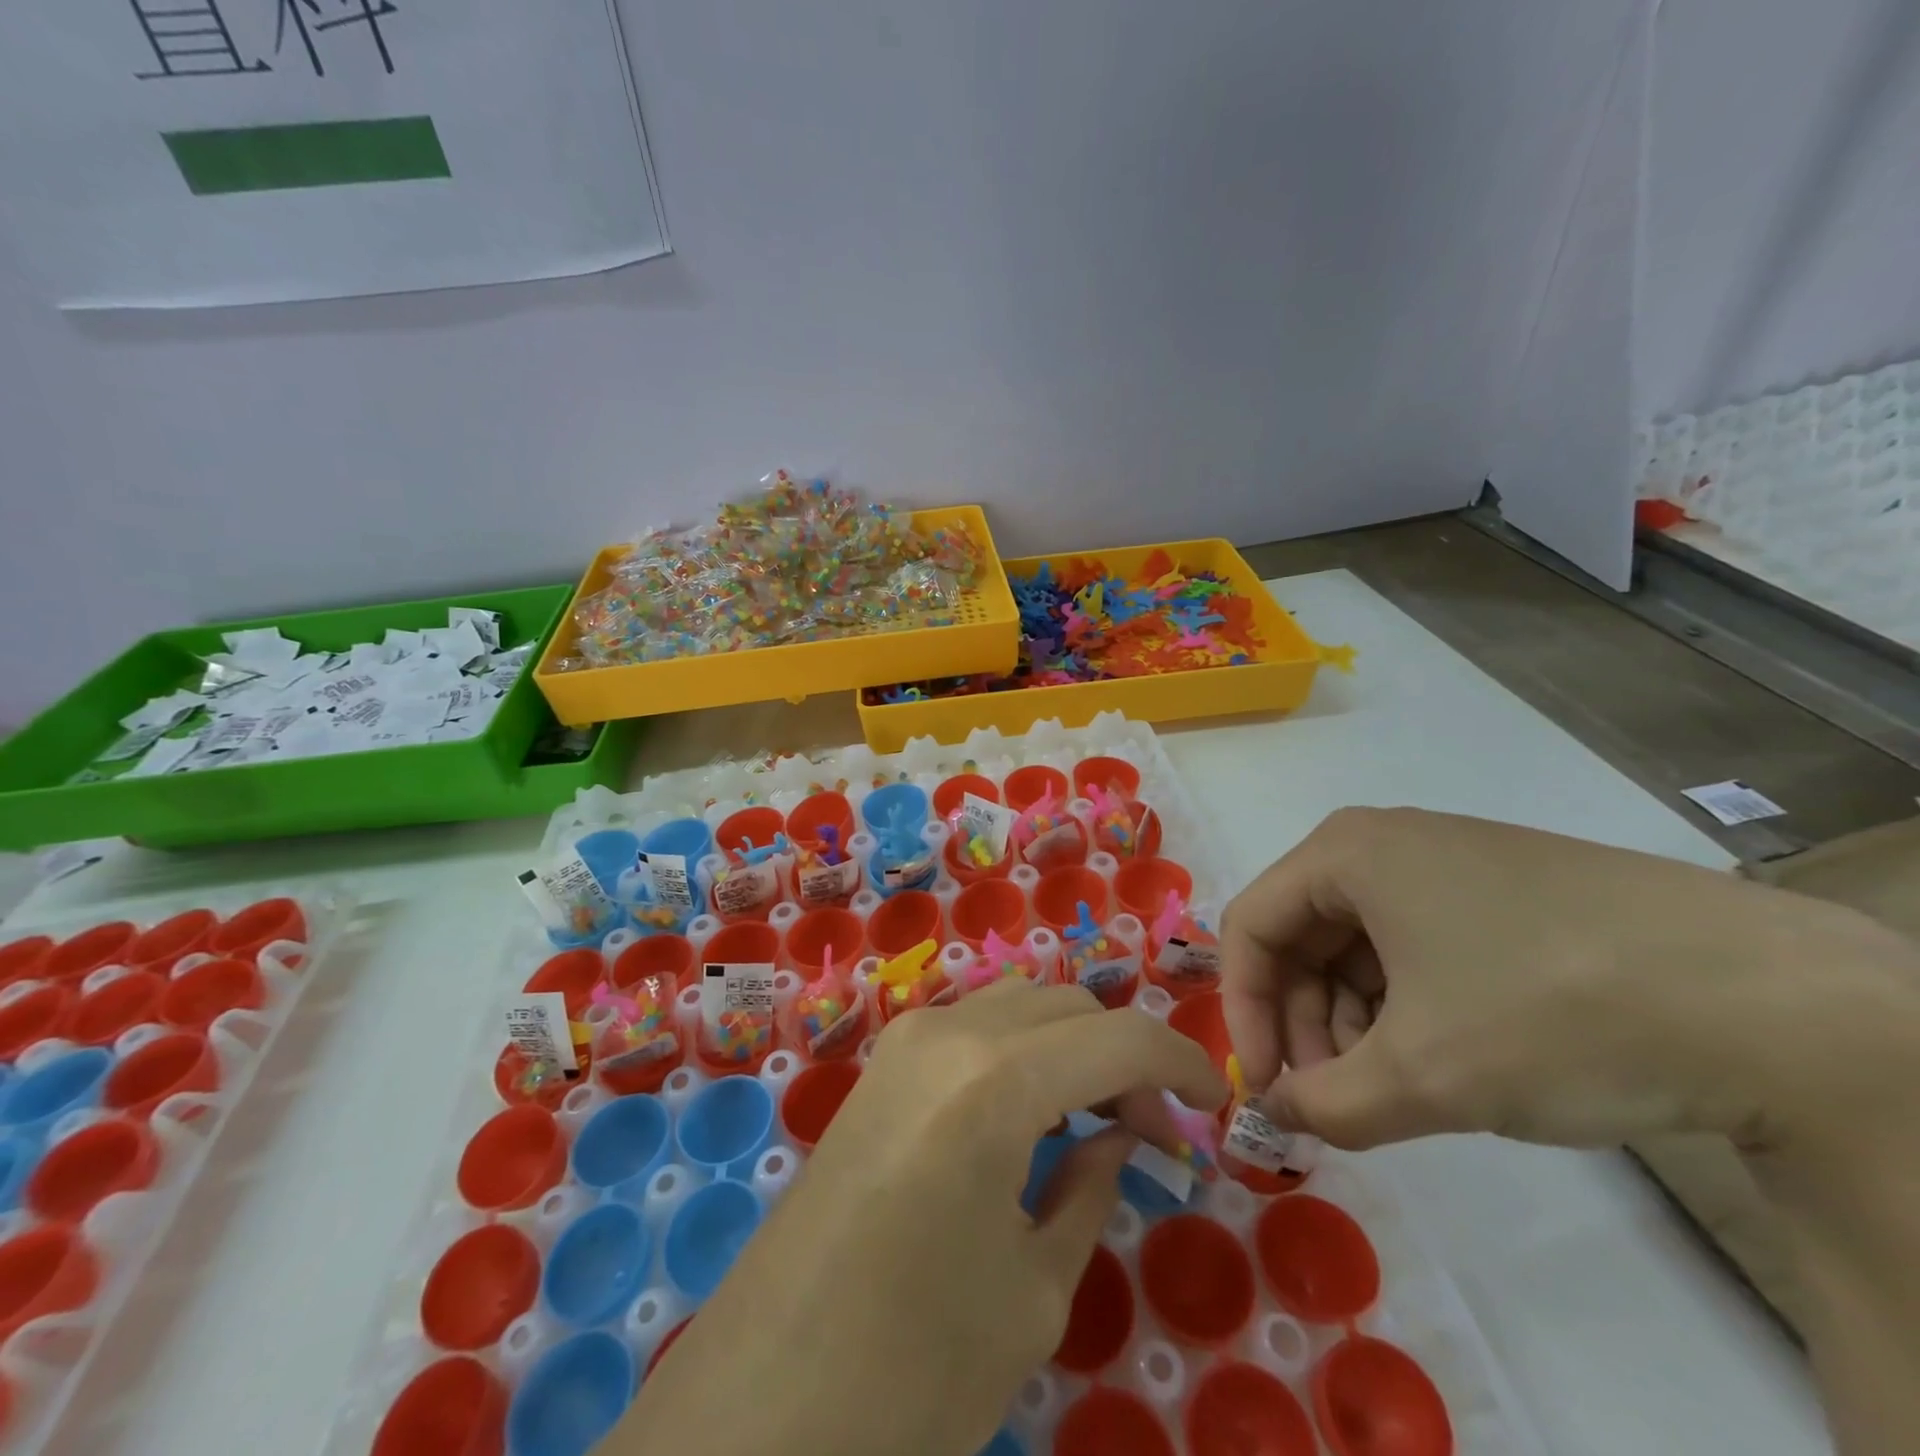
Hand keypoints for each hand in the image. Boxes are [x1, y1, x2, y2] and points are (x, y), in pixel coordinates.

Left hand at [626, 980, 1226, 1455]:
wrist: (762, 1397)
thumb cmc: (910, 1365)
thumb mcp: (1032, 1289)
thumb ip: (1089, 1189)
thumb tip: (1119, 1136)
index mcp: (993, 1080)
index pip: (1119, 1037)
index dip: (1181, 1062)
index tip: (1216, 1104)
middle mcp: (948, 1031)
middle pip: (1069, 1005)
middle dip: (1124, 1054)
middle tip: (1150, 1131)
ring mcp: (905, 1038)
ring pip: (1021, 1003)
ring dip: (1072, 1042)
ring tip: (1094, 1117)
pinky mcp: (880, 1062)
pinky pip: (974, 1024)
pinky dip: (1022, 1047)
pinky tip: (1030, 1110)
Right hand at [1220, 807, 1919, 1153]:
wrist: (1772, 1000)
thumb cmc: (1552, 1011)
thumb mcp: (1424, 1074)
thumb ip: (1326, 1103)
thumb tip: (1280, 1113)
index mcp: (1345, 852)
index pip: (1251, 927)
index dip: (1244, 1011)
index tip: (1269, 1086)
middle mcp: (1384, 843)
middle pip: (1303, 935)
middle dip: (1308, 1023)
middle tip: (1335, 1097)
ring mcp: (1447, 863)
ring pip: (1359, 945)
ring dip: (1357, 1022)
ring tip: (1394, 1089)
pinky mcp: (1501, 891)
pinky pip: (1415, 946)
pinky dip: (1407, 1006)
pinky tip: (1443, 1058)